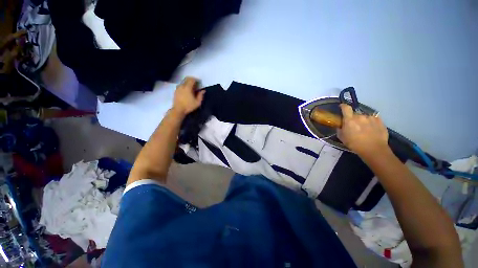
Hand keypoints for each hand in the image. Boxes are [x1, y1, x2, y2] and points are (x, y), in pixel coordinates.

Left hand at [172, 77, 204, 116]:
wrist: (178, 110)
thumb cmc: (189, 106)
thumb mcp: (197, 102)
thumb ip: (201, 95)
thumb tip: (203, 90)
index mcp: (187, 88)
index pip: (192, 79)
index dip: (196, 80)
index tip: (199, 82)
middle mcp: (182, 86)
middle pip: (187, 78)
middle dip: (192, 79)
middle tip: (196, 83)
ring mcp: (178, 88)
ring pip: (183, 81)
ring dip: (188, 82)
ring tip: (192, 87)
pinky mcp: (176, 90)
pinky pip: (181, 85)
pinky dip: (184, 85)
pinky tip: (187, 90)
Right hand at [337, 104, 389, 157]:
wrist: (374, 149)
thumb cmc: (354, 144)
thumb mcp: (342, 137)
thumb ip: (340, 129)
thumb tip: (341, 126)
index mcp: (350, 119)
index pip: (346, 108)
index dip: (343, 106)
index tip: (341, 107)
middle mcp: (360, 116)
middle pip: (355, 114)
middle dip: (353, 118)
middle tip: (353, 125)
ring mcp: (371, 118)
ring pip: (364, 117)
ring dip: (362, 121)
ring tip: (364, 129)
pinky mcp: (380, 121)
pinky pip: (373, 119)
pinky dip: (371, 122)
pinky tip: (371, 129)